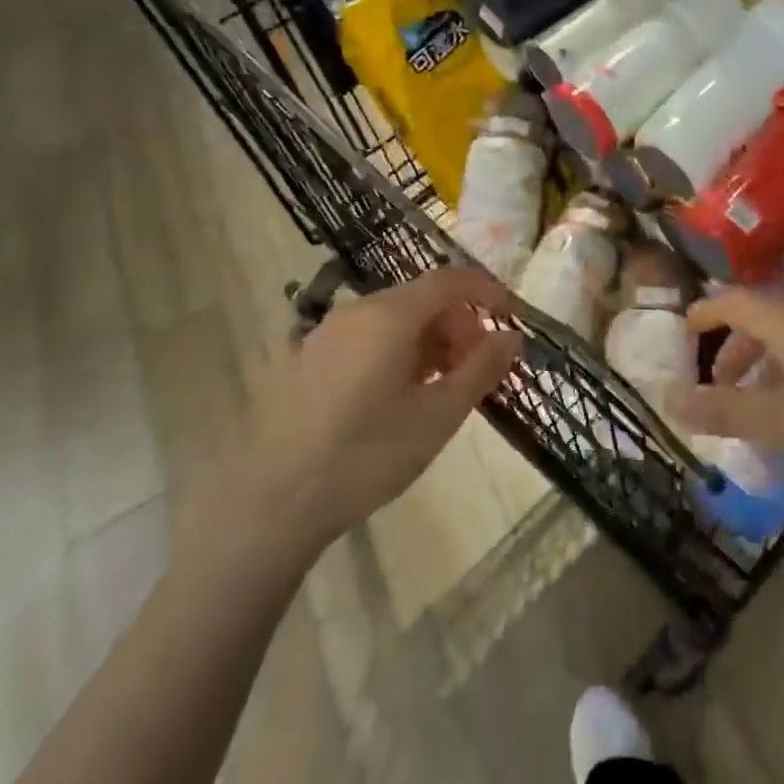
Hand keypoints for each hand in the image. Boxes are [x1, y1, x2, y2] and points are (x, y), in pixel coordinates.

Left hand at [179, 269, 522, 575]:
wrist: (272, 502)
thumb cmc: (366, 455)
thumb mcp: (437, 417)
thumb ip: (480, 370)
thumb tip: (511, 337)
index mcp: (391, 315)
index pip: (450, 281)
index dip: (487, 292)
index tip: (511, 318)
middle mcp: (358, 310)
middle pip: (422, 299)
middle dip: (459, 324)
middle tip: (477, 367)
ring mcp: (327, 332)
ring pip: (394, 319)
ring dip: (429, 340)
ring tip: (441, 386)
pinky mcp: (308, 357)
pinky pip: (366, 337)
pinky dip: (397, 350)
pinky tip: (398, 395)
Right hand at [665, 291, 783, 495]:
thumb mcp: (779, 421)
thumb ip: (722, 411)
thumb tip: (669, 399)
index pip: (732, 302)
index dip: (704, 315)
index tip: (683, 333)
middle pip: (761, 319)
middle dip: (733, 349)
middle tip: (718, 384)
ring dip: (764, 364)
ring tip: (759, 403)